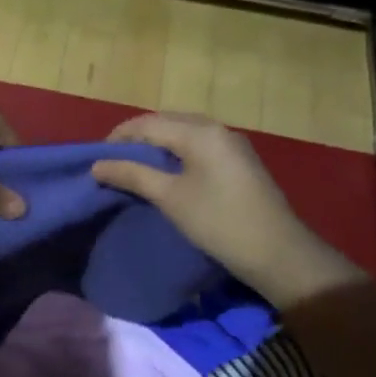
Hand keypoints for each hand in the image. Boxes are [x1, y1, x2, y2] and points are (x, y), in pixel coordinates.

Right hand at [91, 113, 363, 309]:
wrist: (279, 254)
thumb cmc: (219, 223)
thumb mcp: (170, 198)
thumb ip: (132, 175)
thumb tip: (97, 165)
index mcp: (199, 132)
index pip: (148, 123)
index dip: (118, 137)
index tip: (96, 159)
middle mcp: (216, 128)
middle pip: (166, 122)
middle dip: (136, 138)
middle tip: (113, 161)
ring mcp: (231, 143)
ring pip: (182, 132)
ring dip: (156, 145)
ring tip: (134, 167)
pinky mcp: (239, 160)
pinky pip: (198, 144)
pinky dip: (176, 152)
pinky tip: (166, 172)